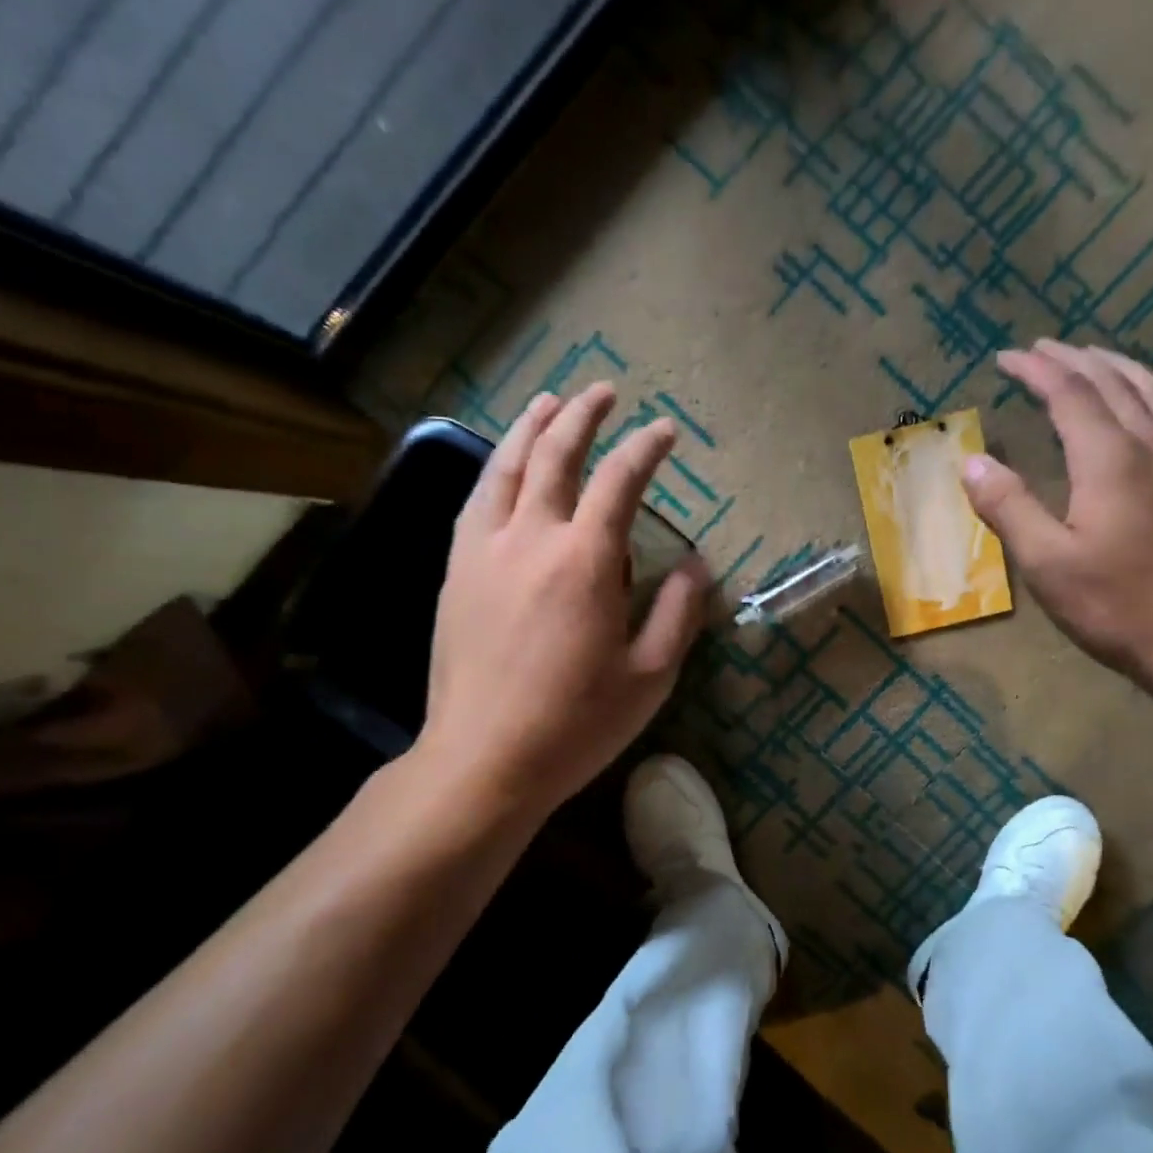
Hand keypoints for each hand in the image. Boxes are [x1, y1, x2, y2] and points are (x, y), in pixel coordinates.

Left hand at [410, 384, 709, 821]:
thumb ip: (677, 612)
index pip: (620, 481)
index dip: (646, 449)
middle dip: (583, 416)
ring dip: (532, 428)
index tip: (665, 431)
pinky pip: (475, 502)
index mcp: (585, 561)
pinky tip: (503, 466)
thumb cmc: (577, 723)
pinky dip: (495, 470)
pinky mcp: (456, 572)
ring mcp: (484, 552)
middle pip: (556, 455)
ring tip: (549, 402)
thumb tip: (695, 566)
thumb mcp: (651, 676)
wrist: (484, 759)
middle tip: (603, 393)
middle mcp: (531, 539)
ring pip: (506, 468)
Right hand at [962, 339, 1152, 679]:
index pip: (1070, 393)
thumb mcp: (1046, 563)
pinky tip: (1136, 410)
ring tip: (1089, 358)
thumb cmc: (1117, 604)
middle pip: (1112, 381)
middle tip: (1041, 349)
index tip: (1007, 356)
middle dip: (1072, 359)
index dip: (1037, 369)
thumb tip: (972, 462)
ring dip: (1114, 367)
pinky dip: (1143, 393)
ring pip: (1152, 390)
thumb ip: (1008, 507)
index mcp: (1112, 458)